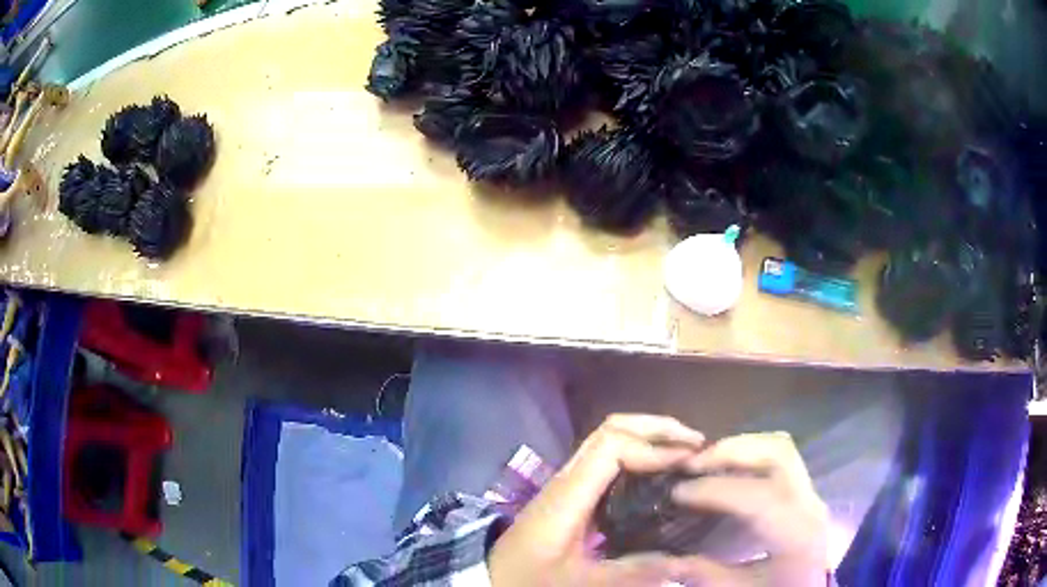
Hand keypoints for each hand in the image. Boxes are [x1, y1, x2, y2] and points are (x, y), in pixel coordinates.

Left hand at [488, 414, 706, 585]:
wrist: (494, 576)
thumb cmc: (530, 578)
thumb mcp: (581, 582)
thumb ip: (631, 572)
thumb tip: (682, 562)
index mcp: (568, 496)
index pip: (611, 446)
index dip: (653, 448)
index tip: (687, 462)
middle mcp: (567, 479)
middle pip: (610, 429)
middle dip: (656, 428)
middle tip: (696, 443)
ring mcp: (567, 482)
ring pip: (608, 439)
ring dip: (648, 437)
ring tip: (684, 453)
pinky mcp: (571, 492)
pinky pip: (607, 458)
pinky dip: (637, 453)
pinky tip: (657, 473)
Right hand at [671, 432, 829, 585]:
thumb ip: (702, 573)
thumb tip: (661, 558)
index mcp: (796, 534)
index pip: (758, 497)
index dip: (715, 489)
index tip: (678, 492)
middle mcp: (809, 503)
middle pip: (777, 454)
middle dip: (731, 452)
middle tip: (692, 464)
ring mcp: (810, 492)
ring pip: (780, 447)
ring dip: (740, 447)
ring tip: (705, 461)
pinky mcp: (803, 489)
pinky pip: (779, 456)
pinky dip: (750, 453)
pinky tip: (725, 468)